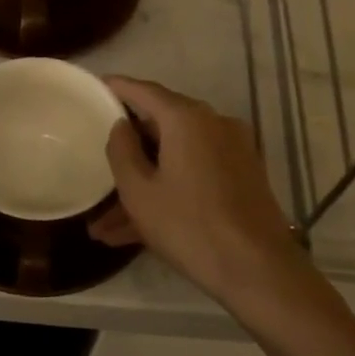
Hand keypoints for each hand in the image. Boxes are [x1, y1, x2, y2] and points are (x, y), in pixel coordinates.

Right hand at [89, 77, 303, 306]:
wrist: (258, 269)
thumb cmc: (189, 225)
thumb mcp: (139, 191)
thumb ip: (122, 151)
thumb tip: (121, 126)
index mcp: (186, 119)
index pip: (144, 91)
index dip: (118, 87)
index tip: (96, 86)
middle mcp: (213, 124)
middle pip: (161, 126)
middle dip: (128, 151)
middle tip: (97, 164)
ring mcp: (232, 151)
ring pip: (175, 159)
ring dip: (144, 184)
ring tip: (106, 225)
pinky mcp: (242, 177)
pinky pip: (194, 175)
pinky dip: (167, 192)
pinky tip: (134, 232)